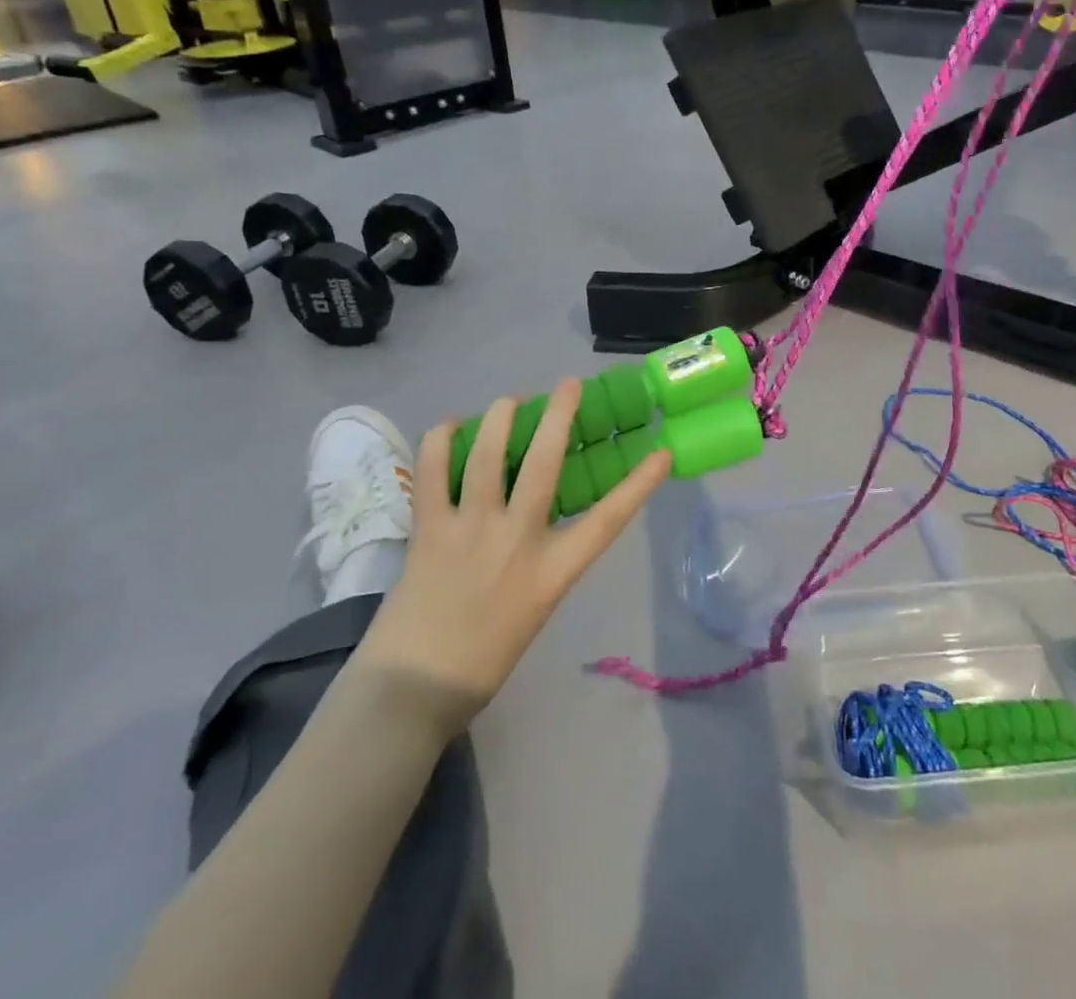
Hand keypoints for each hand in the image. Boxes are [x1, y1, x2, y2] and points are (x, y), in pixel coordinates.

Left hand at [353, 380, 671, 736]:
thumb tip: (535, 521)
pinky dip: (440, 441)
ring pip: (489, 454)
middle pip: (545, 463)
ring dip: (501, 417)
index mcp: (551, 573)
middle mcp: (517, 541)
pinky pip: (433, 472)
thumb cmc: (483, 661)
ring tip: (509, 401)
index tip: (662, 452)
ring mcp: (470, 531)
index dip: (639, 484)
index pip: (608, 520)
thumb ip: (541, 562)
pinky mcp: (429, 529)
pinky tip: (449, 427)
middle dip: (560, 415)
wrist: (413, 691)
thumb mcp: (533, 609)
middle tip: (568, 384)